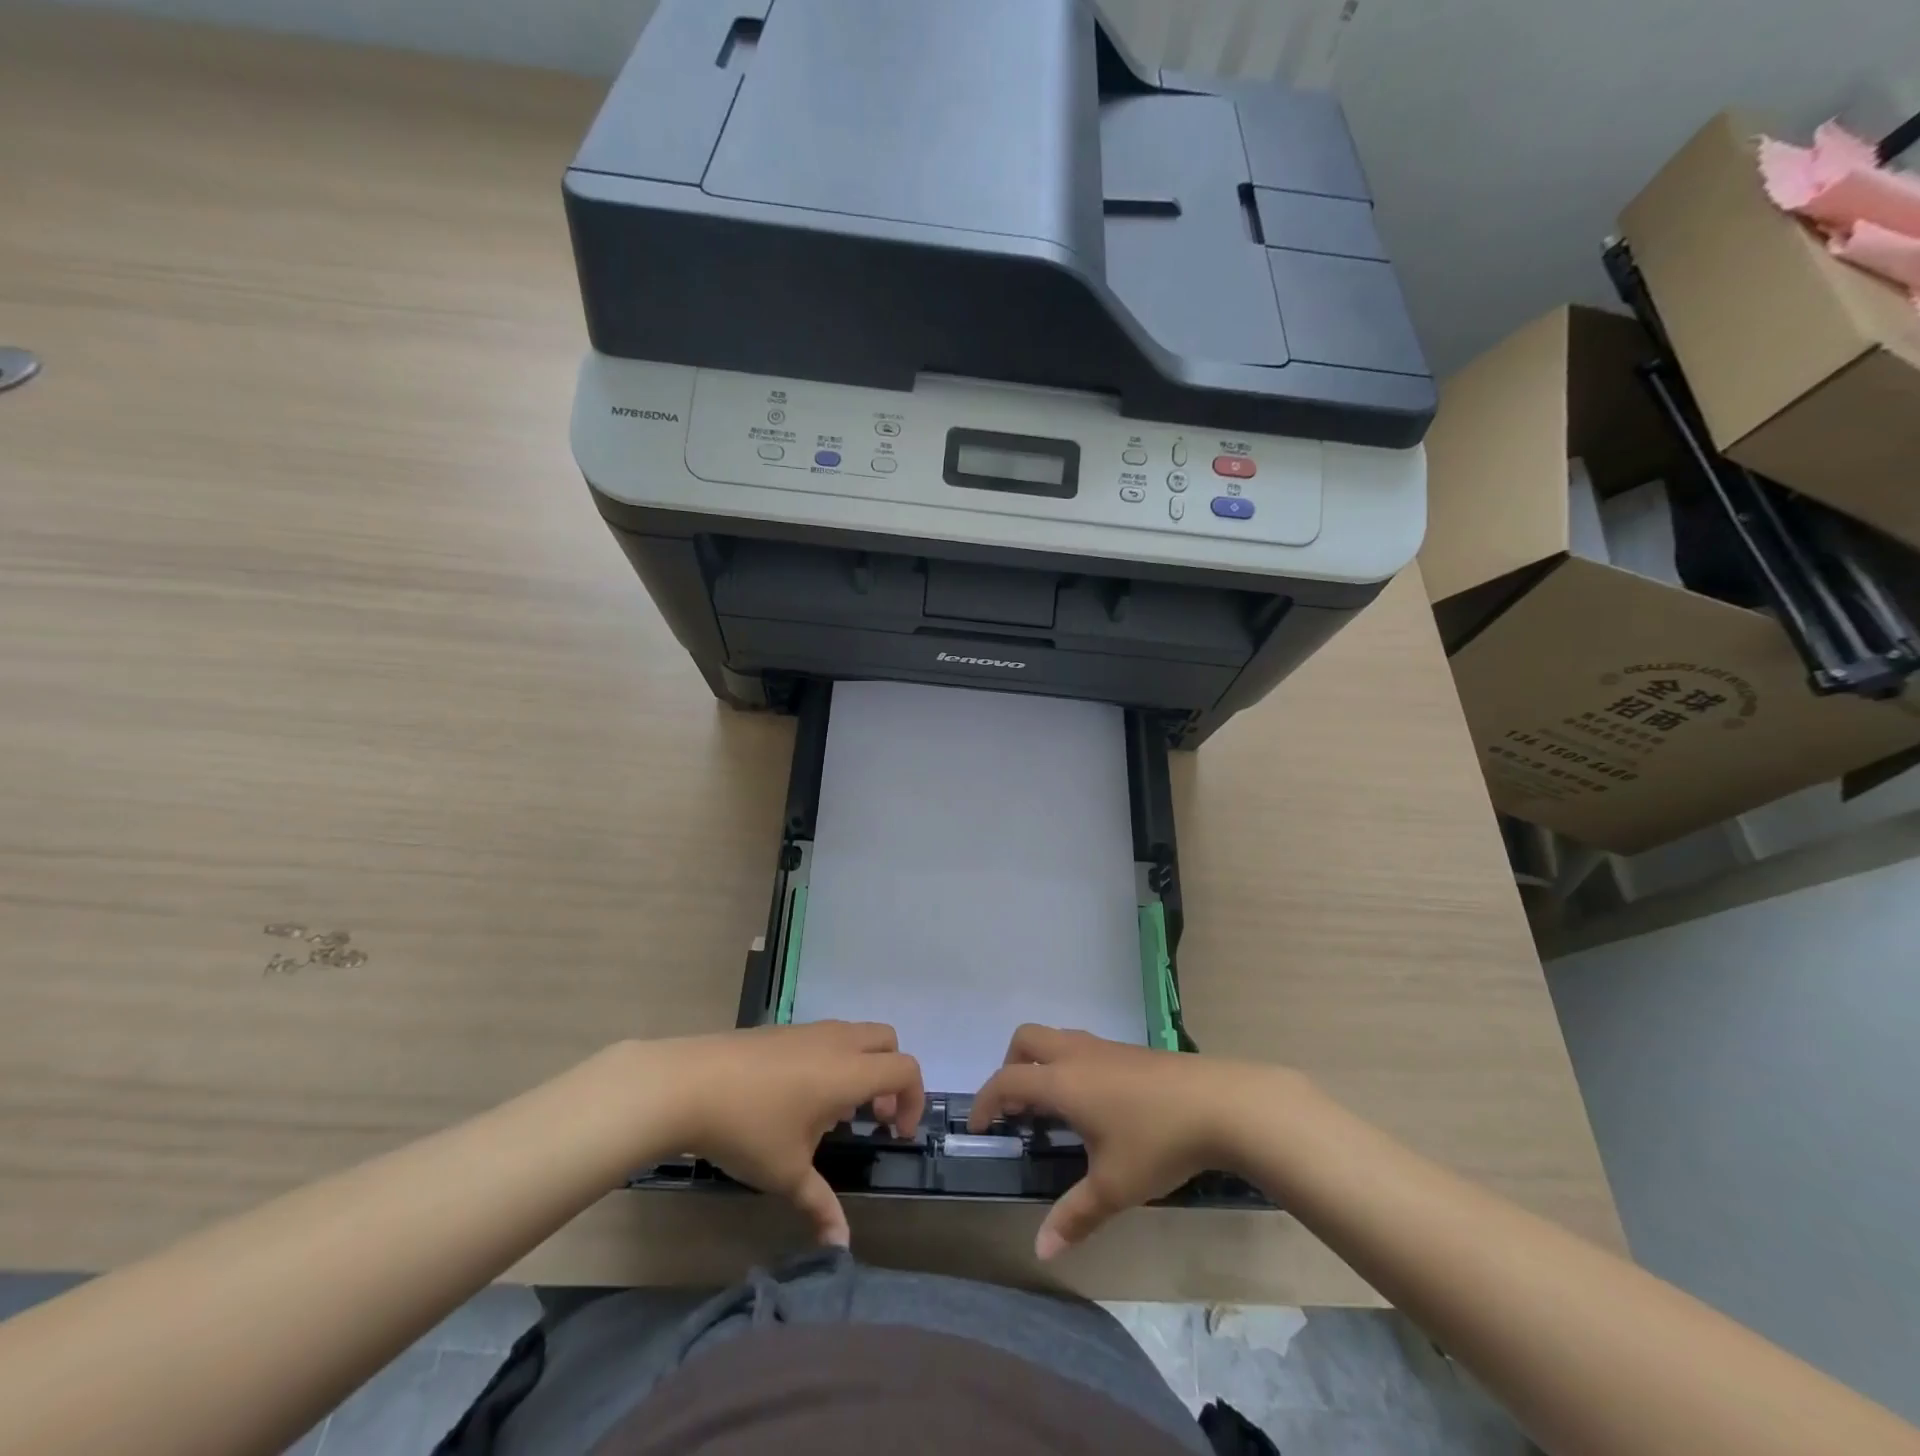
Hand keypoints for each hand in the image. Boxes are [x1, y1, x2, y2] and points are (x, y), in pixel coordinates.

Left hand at [646, 1022, 923, 1246]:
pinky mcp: (784, 1030)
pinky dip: (834, 1059)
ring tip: (834, 1111)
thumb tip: (841, 1247)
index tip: (894, 1134)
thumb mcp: (787, 1174)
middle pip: (888, 1041)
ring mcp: (809, 1030)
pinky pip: (827, 1037)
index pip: (905, 1069)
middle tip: (872, 1117)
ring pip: (856, 1035)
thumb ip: (820, 1206)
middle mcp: (837, 1042)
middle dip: (891, 1076)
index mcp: (849, 1072)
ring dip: (862, 1066)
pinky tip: (800, 1097)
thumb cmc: (748, 1128)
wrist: (689, 1083)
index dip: (913, 1100)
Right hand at [970, 1024, 1299, 1258]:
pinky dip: (1067, 1066)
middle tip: (1016, 1109)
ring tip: (1051, 1109)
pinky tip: (1093, 1105)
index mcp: (1063, 1081)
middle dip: (1010, 1068)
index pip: (1006, 1080)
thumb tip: (1040, 1251)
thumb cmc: (1157, 1142)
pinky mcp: (1129, 1051)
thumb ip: (1074, 1216)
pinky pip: (1081, 1048)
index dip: (985, 1101)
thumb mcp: (1114, 1187)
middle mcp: (1076, 1054)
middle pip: (1025, 1040)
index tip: (978, 1127)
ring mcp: (1105, 1047)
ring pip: (1055, 1039)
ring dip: (1040, 1064)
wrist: (1219, 1103)